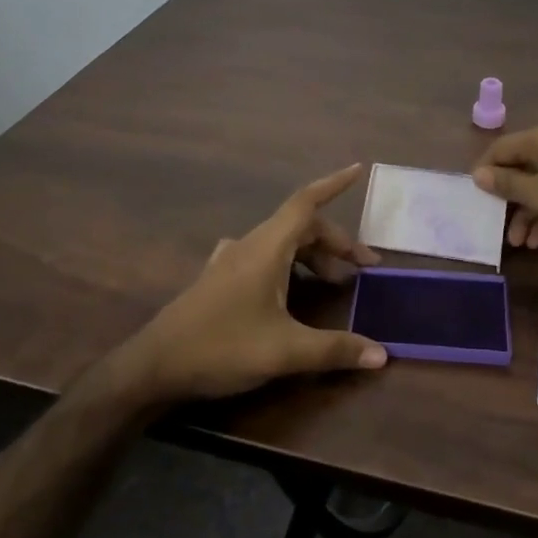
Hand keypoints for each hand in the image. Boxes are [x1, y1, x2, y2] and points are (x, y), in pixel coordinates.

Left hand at [118, 164, 388, 402]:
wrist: (154, 366)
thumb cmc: (221, 347)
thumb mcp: (285, 351)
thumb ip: (335, 350)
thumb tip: (383, 354)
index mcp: (267, 248)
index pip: (306, 203)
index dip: (334, 185)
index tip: (358, 170)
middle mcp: (249, 245)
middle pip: (300, 227)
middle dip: (335, 242)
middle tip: (362, 269)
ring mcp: (230, 261)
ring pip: (281, 244)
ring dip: (312, 256)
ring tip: (334, 282)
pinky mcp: (219, 280)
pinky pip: (263, 257)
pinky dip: (287, 264)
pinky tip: (287, 286)